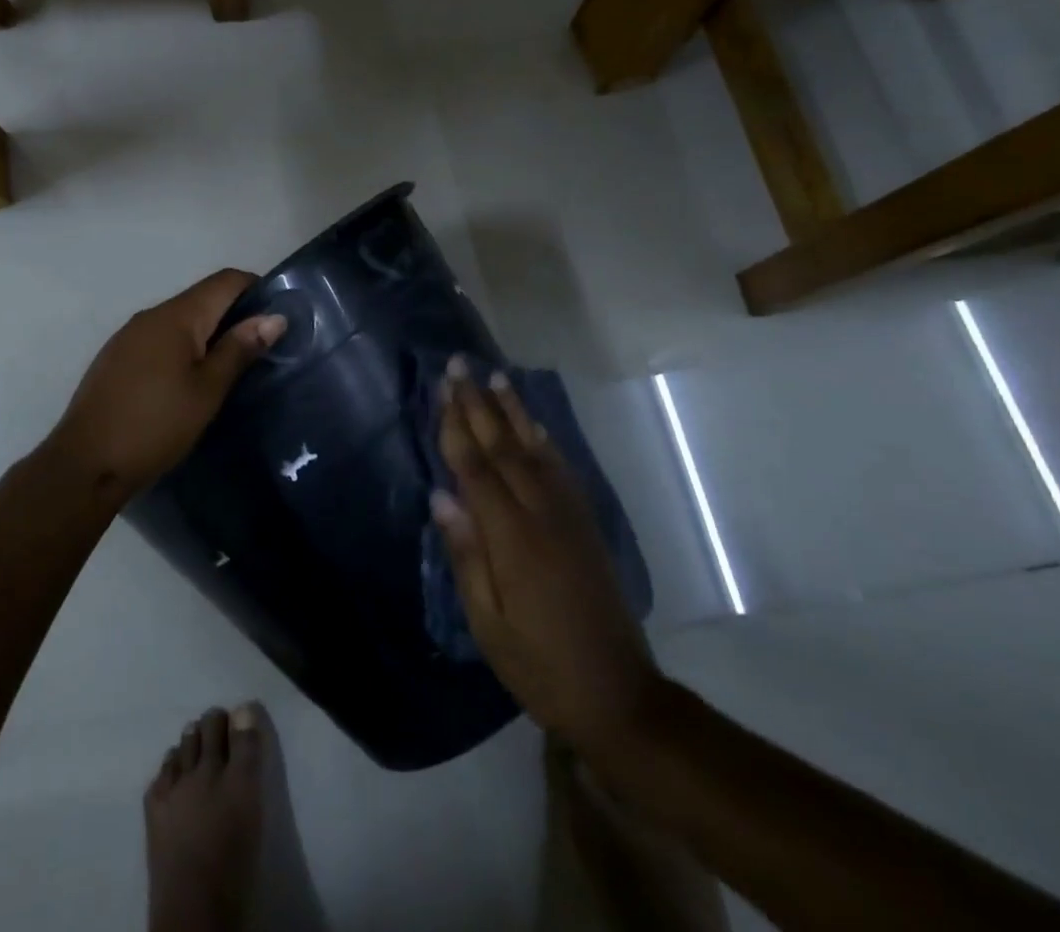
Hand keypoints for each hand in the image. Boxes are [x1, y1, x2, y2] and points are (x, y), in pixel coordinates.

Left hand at [47, 269, 286, 498]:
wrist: (85, 463)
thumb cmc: (156, 425)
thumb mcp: (207, 390)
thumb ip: (239, 349)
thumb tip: (274, 317)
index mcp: (176, 316)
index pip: (225, 280)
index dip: (256, 289)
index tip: (279, 316)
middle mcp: (150, 315)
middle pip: (202, 298)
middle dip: (235, 314)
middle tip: (263, 347)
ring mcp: (129, 336)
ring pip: (180, 320)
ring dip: (209, 332)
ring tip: (232, 365)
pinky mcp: (117, 357)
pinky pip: (160, 339)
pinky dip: (184, 347)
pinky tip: (191, 379)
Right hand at [430, 359, 669, 756]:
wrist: (618, 697)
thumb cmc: (538, 665)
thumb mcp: (487, 622)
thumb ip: (466, 554)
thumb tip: (441, 495)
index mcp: (512, 538)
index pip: (475, 467)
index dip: (456, 424)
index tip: (442, 386)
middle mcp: (542, 514)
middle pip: (503, 447)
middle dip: (478, 403)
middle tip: (460, 364)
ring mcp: (569, 516)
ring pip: (535, 449)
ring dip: (513, 411)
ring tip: (496, 376)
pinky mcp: (585, 525)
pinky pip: (561, 469)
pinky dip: (543, 439)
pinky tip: (533, 425)